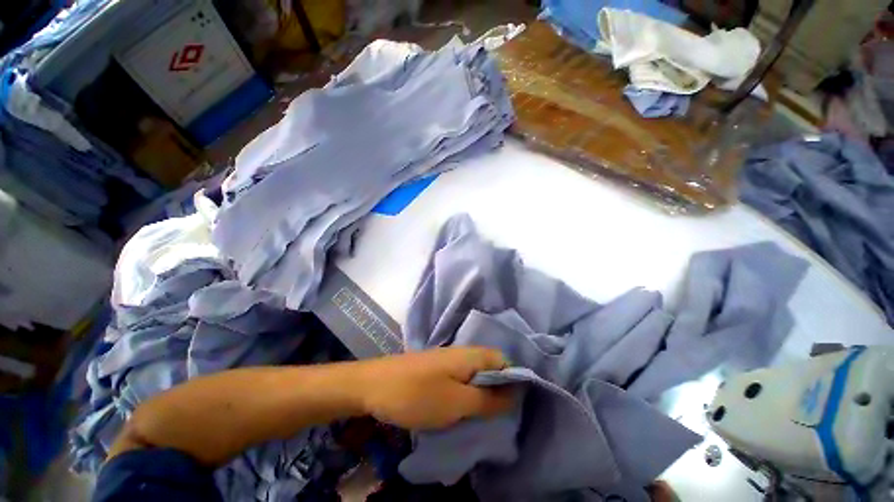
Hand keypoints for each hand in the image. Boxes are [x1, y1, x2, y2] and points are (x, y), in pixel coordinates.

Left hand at [351, 347, 514, 429]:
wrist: (372, 385)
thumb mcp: (457, 402)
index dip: (514, 380)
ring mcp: (446, 361)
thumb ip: (488, 399)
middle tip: (499, 417)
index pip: (503, 360)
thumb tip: (516, 394)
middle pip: (490, 368)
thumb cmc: (417, 394)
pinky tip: (460, 409)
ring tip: (482, 418)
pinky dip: (464, 394)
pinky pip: (459, 380)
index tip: (516, 406)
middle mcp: (461, 353)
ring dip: (480, 395)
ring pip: (474, 375)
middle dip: (497, 391)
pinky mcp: (435, 370)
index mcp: (470, 355)